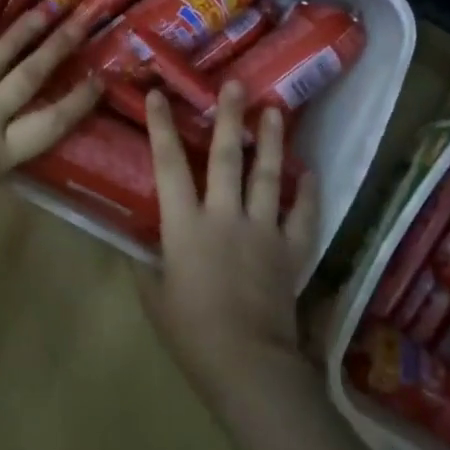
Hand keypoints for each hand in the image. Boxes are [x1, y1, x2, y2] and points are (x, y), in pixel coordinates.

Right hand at [137, 81, 317, 408]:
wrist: (247, 363)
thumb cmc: (191, 331)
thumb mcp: (154, 296)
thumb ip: (146, 264)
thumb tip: (139, 246)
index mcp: (184, 224)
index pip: (168, 164)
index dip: (161, 127)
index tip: (160, 94)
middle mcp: (224, 215)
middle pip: (227, 157)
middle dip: (229, 118)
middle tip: (236, 85)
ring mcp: (262, 230)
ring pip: (268, 176)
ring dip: (272, 141)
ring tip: (275, 111)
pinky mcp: (290, 251)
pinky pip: (303, 216)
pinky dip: (308, 194)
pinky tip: (310, 173)